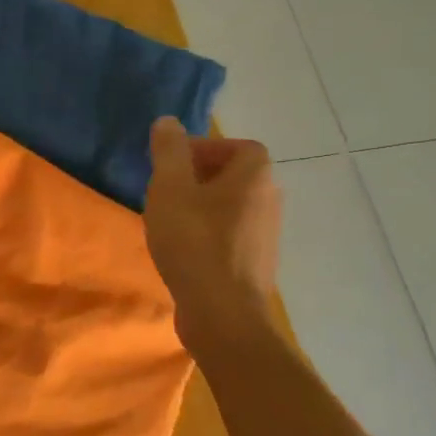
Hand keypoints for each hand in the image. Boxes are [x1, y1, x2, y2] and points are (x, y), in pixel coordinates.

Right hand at [144, 118, 278, 351]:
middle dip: (199, 178)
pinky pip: (230, 236)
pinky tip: (183, 251)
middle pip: (235, 177)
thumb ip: (168, 152)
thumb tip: (168, 122)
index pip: (239, 147)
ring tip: (170, 222)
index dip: (207, 149)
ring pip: (231, 208)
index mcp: (255, 177)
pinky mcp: (255, 265)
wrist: (223, 314)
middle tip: (166, 192)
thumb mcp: (170, 189)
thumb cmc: (195, 243)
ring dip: (202, 208)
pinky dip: (208, 235)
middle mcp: (270, 201)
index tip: (175, 165)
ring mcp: (266, 236)